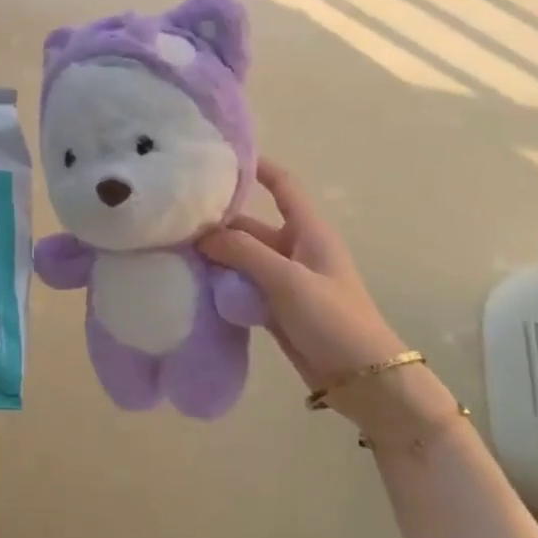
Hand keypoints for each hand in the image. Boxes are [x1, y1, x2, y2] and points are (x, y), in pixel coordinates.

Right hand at [198, 160, 415, 413]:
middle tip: (175, 221)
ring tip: (174, 252)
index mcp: (309, 232)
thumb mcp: (289, 280)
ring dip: (215, 257)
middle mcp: (295, 250)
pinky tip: (193, 285)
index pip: (283, 186)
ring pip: (242, 259)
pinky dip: (221, 284)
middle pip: (250, 226)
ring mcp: (284, 281)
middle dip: (218, 223)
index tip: (221, 158)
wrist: (363, 379)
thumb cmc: (334, 319)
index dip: (258, 167)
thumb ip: (244, 253)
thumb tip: (202, 236)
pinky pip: (241, 287)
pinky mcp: (275, 308)